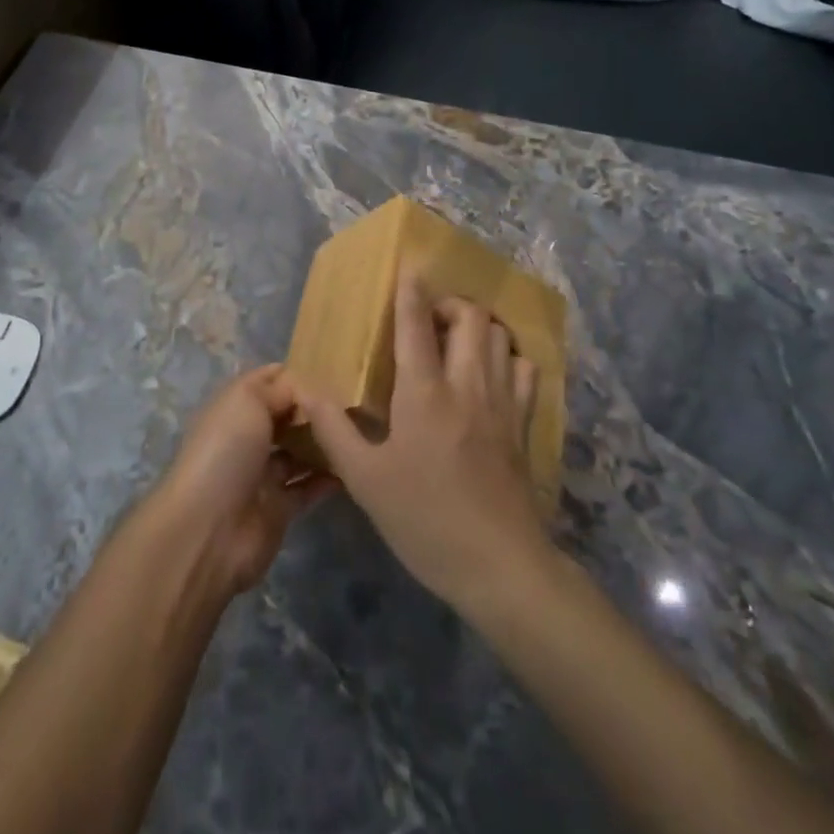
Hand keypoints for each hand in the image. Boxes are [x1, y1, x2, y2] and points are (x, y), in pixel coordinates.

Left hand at [150, 365, 336, 594]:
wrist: (210, 529)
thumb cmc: (227, 450)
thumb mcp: (249, 401)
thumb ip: (279, 388)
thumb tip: (305, 385)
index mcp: (234, 407)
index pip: (268, 381)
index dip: (296, 373)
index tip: (335, 366)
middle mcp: (246, 437)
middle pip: (286, 416)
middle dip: (314, 408)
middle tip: (355, 399)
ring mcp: (262, 474)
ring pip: (299, 452)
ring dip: (323, 442)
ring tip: (360, 428)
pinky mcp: (279, 508)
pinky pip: (308, 487)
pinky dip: (328, 478)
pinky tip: (354, 465)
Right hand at [301, 273, 551, 612]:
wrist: (500, 567)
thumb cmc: (424, 521)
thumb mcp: (366, 480)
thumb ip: (334, 429)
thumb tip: (308, 388)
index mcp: (424, 394)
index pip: (416, 325)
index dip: (410, 290)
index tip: (409, 266)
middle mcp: (467, 385)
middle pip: (470, 317)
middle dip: (449, 304)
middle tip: (428, 320)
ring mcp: (502, 403)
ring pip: (500, 337)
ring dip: (479, 326)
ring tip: (457, 339)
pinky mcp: (524, 424)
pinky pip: (525, 369)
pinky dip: (509, 357)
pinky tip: (491, 372)